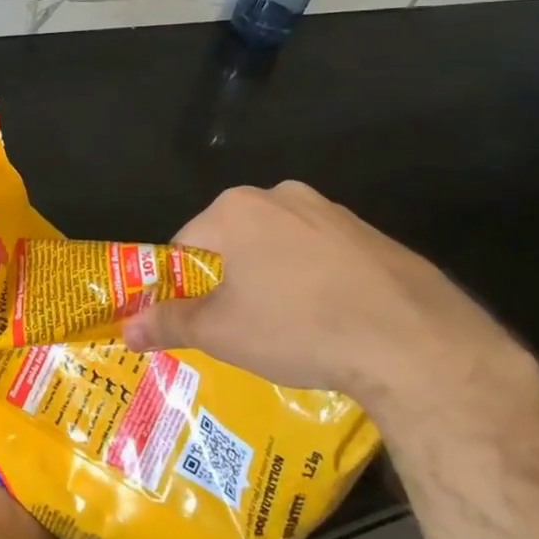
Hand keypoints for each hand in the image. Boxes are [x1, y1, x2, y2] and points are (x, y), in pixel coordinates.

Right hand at [124, 182, 535, 426]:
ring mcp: (332, 212)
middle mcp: (281, 196)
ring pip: (279, 247)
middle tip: (235, 328)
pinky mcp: (371, 235)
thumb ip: (168, 323)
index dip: (180, 285)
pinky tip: (328, 322)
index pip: (185, 244)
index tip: (189, 320)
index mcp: (236, 208)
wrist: (413, 342)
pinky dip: (313, 282)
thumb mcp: (222, 331)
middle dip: (227, 281)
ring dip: (270, 280)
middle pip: (232, 241)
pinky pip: (322, 256)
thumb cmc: (298, 326)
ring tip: (284, 331)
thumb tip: (124, 328)